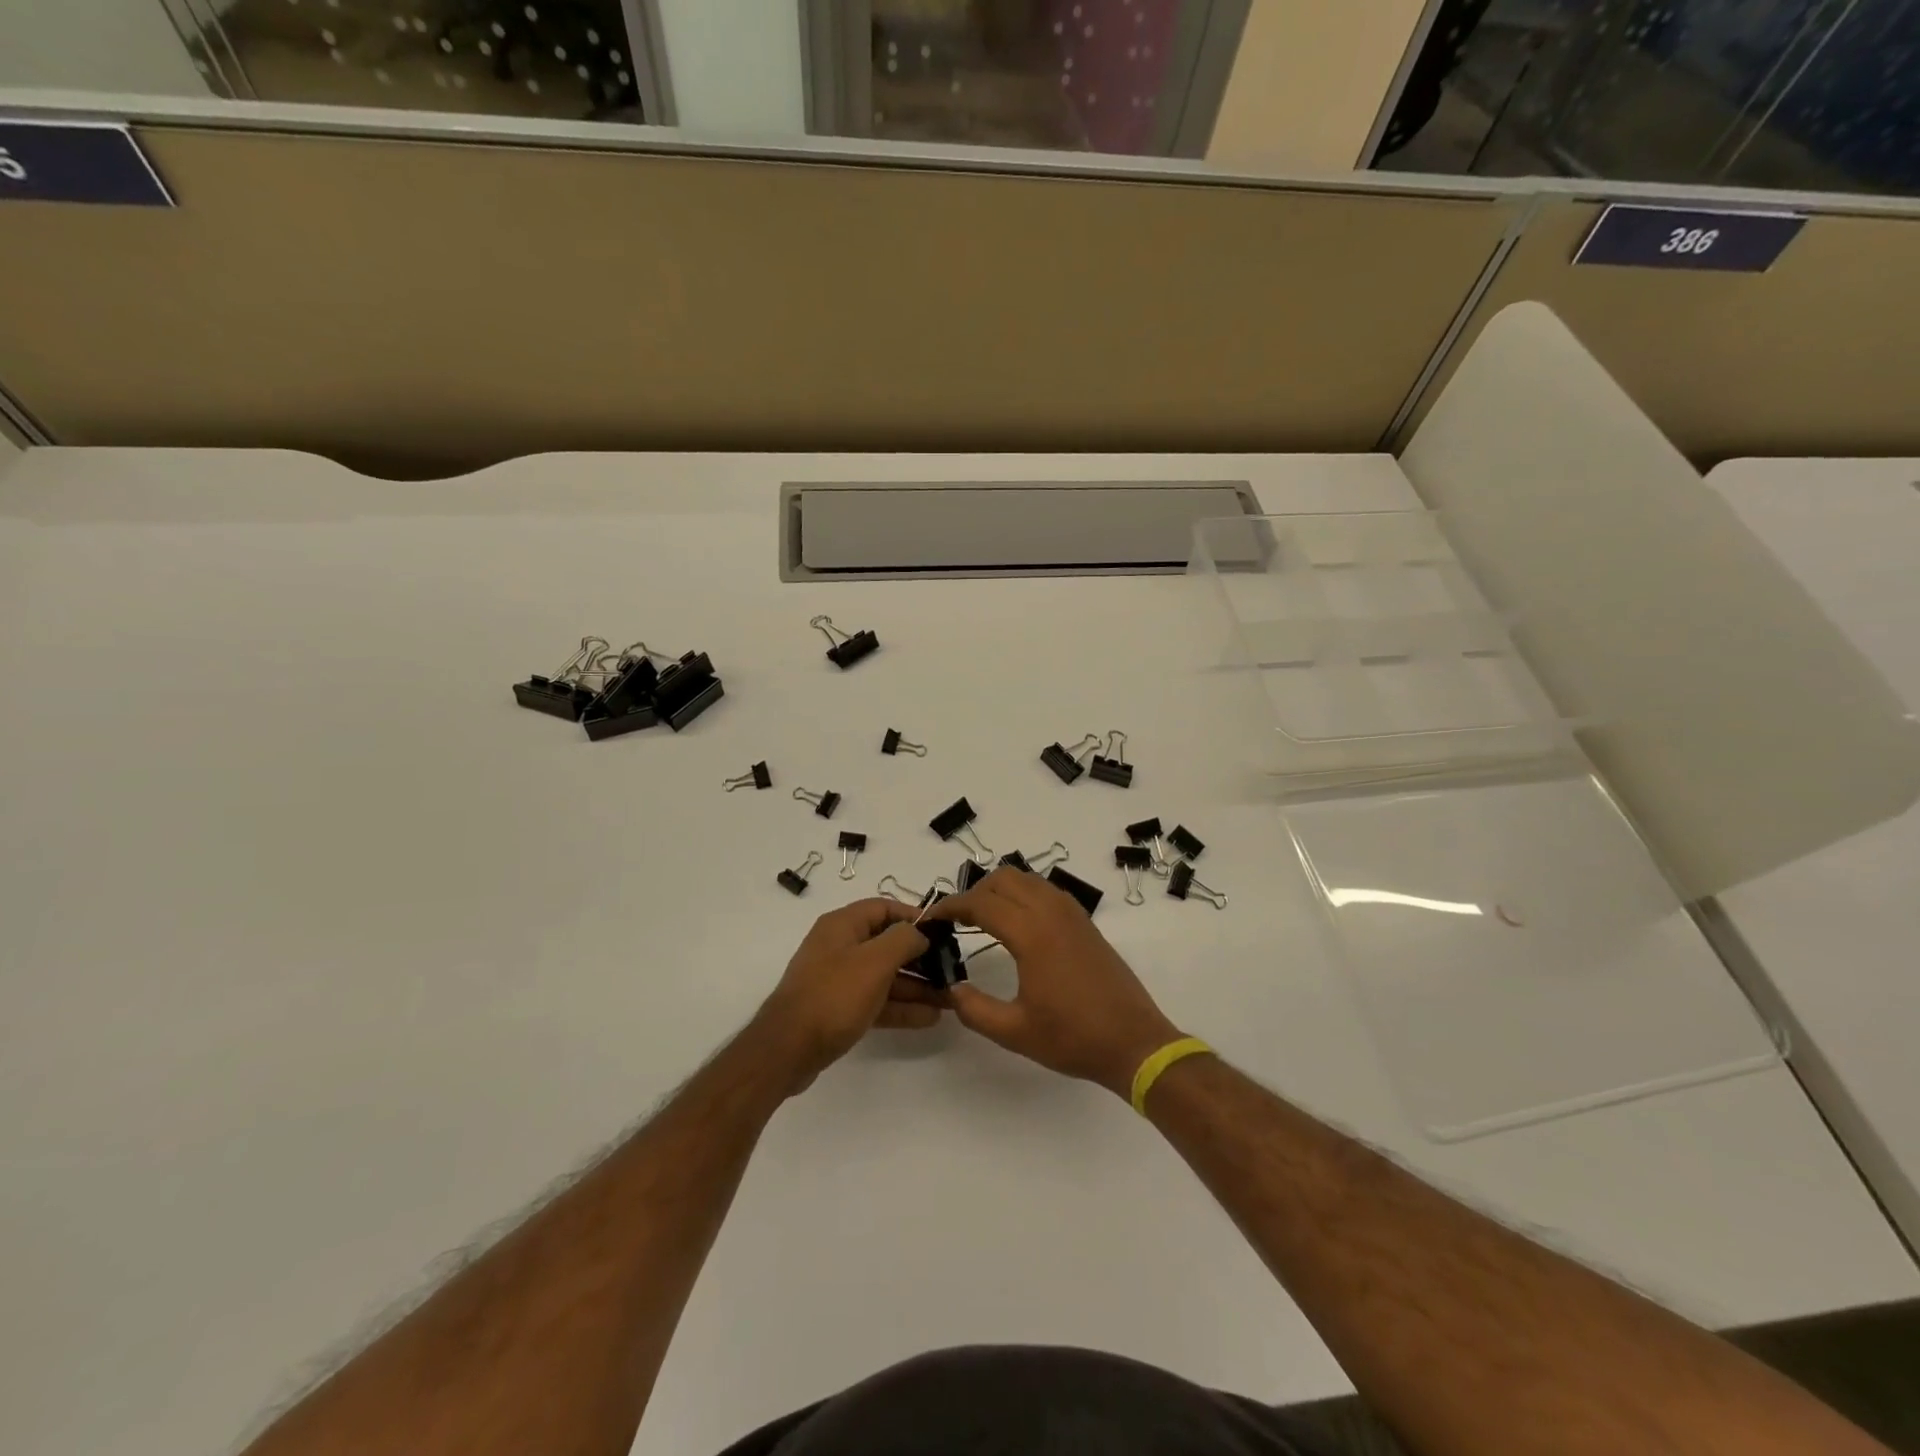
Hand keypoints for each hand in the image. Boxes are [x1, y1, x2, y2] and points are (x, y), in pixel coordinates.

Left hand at [755, 898, 938, 1094]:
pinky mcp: (839, 1009)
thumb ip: (903, 940)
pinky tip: (929, 1018)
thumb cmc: (834, 995)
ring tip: (950, 999)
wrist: (787, 1049)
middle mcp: (840, 946)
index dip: (914, 916)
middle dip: (921, 958)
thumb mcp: (875, 961)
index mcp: (843, 925)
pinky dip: (901, 1007)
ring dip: (917, 986)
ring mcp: (838, 979)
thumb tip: (920, 933)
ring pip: (885, 976)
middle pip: (887, 944)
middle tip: (952, 971)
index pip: (884, 908)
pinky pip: (877, 1001)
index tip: (943, 931)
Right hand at [931, 869, 1183, 1098]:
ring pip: (1027, 879)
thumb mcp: (1015, 1031)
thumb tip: (952, 987)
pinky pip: (1046, 891)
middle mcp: (1052, 912)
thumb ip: (974, 1009)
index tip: (932, 917)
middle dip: (975, 892)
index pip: (981, 903)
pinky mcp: (1085, 922)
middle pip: (1004, 879)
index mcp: (1032, 934)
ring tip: (983, 919)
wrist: (1134, 1042)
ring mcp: (1072, 914)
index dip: (951, 905)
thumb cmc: (1073, 1038)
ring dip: (1000, 890)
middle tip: (957, 920)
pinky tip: (1018, 924)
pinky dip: (1024, 895)